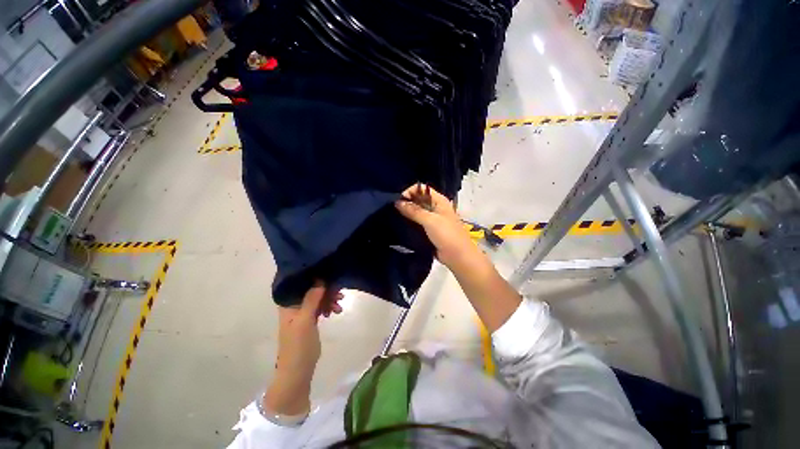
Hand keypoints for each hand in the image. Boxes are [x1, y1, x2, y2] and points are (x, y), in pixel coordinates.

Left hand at [265, 281, 341, 415]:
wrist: (298, 371)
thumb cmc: (298, 346)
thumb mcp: (304, 321)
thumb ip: (311, 300)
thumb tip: (320, 280)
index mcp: (288, 304)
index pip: (300, 283)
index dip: (314, 278)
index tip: (329, 276)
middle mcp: (295, 306)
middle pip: (311, 290)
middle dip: (326, 290)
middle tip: (340, 293)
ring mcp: (303, 313)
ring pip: (318, 298)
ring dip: (330, 299)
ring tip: (340, 305)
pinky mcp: (310, 320)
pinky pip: (321, 307)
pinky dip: (329, 307)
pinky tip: (336, 312)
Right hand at [394, 184, 476, 267]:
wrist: (458, 256)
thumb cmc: (447, 235)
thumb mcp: (430, 220)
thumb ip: (414, 211)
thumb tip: (397, 202)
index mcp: (439, 200)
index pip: (421, 189)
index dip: (409, 192)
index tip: (398, 201)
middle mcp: (435, 207)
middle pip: (418, 200)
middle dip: (406, 203)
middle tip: (392, 209)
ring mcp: (432, 219)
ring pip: (417, 212)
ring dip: (407, 213)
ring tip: (393, 216)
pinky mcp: (429, 230)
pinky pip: (417, 223)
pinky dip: (409, 223)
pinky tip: (400, 225)